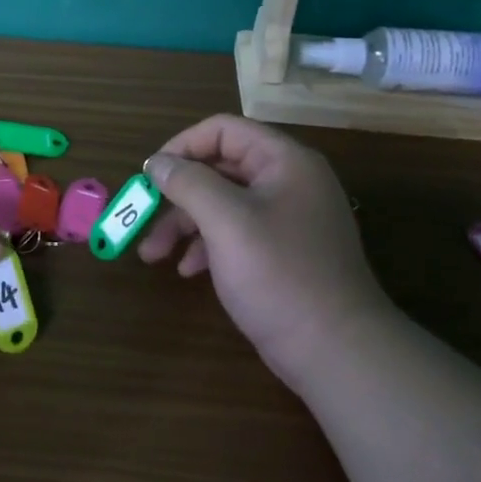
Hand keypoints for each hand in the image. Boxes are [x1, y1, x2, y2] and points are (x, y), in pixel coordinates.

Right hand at [136, 114, 395, 393]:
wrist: (337, 351)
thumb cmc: (279, 275)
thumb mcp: (226, 222)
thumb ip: (188, 183)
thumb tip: (156, 162)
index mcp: (284, 161)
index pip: (223, 130)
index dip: (181, 146)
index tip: (149, 176)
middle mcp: (288, 182)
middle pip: (219, 169)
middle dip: (177, 194)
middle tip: (143, 218)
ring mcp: (287, 219)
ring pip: (223, 204)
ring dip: (184, 224)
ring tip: (153, 255)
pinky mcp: (283, 252)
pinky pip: (236, 233)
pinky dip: (207, 246)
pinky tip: (188, 271)